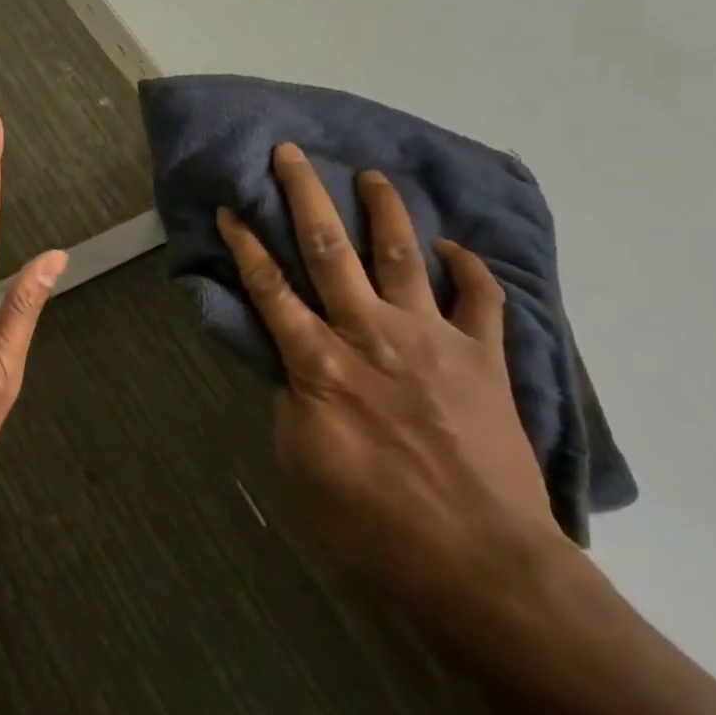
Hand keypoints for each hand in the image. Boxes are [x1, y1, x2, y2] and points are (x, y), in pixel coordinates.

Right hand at [216, 144, 572, 632]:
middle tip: (291, 153)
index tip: (231, 208)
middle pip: (331, 250)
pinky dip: (470, 268)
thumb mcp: (302, 462)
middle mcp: (372, 334)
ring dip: (386, 211)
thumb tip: (294, 367)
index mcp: (320, 363)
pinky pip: (481, 299)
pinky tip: (455, 248)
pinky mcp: (484, 357)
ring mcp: (434, 339)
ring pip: (404, 256)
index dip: (246, 245)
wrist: (481, 560)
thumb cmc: (373, 522)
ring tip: (373, 175)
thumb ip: (293, 401)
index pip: (271, 288)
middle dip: (306, 196)